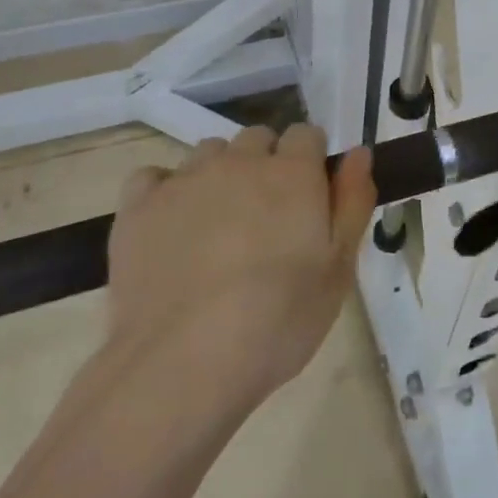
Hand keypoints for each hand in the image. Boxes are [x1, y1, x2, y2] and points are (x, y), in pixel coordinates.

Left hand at [104, 124, 375, 399]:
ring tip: (218, 227)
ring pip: (209, 153)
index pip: (307, 134)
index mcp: (292, 172)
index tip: (310, 200)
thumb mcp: (338, 270)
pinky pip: (154, 176)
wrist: (181, 363)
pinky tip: (171, 228)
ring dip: (220, 175)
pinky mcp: (139, 206)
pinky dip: (166, 192)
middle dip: (267, 164)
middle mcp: (239, 161)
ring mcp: (185, 180)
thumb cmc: (277, 320)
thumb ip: (353, 202)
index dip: (311, 162)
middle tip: (267, 219)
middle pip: (258, 138)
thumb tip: (358, 152)